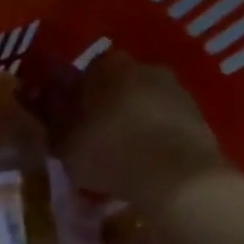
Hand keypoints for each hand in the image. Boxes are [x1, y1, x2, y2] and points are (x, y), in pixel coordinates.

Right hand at [57, 51, 233, 218]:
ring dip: (134, 123)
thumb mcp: (65, 145)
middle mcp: (143, 67)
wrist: (178, 178)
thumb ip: (52, 126)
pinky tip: (149, 164)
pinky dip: (157, 137)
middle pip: (116, 87)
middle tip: (96, 140)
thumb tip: (43, 114)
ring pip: (144, 104)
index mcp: (106, 66)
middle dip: (106, 109)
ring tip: (124, 157)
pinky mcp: (200, 115)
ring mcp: (176, 89)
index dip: (74, 100)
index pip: (82, 76)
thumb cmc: (111, 152)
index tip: (70, 124)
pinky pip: (167, 123)